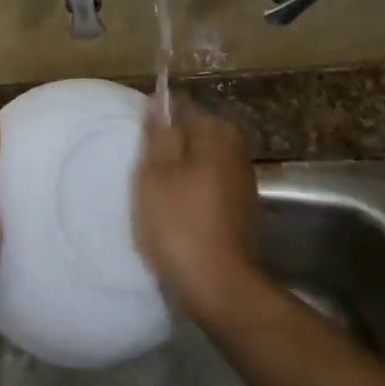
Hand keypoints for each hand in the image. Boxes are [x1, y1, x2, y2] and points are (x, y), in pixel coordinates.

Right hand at [136, 101, 261, 321]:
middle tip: (146, 165)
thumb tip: (160, 101)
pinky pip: (215, 183)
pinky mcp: (244, 208)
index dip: (161, 118)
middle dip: (175, 142)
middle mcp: (236, 151)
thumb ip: (159, 134)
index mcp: (216, 136)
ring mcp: (244, 181)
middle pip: (201, 132)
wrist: (218, 284)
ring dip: (186, 166)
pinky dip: (197, 187)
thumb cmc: (179, 223)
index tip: (141, 139)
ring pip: (209, 159)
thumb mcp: (156, 175)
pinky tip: (180, 206)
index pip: (186, 107)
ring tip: (158, 187)